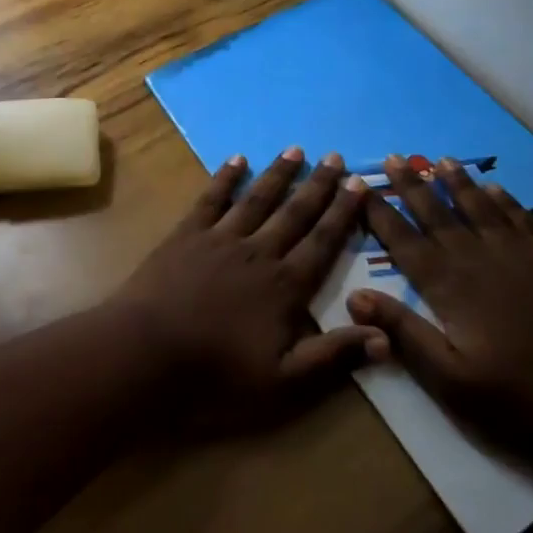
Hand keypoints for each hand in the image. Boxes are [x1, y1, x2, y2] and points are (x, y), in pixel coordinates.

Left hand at [114, 148, 386, 417]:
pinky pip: (211, 199)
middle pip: (295, 213)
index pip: (323, 242)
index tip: (359, 184)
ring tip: (296, 150)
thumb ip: (334, 357)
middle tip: (336, 157)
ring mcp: (220, 239)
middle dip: (318, 185)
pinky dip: (225, 178)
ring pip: (257, 199)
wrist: (146, 354)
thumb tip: (386, 335)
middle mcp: (258, 252)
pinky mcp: (186, 234)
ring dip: (278, 174)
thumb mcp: (284, 383)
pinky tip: (237, 159)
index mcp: (285, 286)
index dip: (343, 213)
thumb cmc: (217, 376)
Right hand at [347, 154, 532, 452]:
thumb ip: (403, 333)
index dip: (380, 213)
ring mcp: (519, 256)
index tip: (361, 187)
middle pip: (437, 214)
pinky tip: (496, 189)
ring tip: (440, 160)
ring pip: (480, 208)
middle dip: (411, 186)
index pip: (403, 241)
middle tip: (393, 157)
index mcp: (448, 286)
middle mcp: (478, 259)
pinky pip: (522, 219)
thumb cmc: (523, 401)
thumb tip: (353, 296)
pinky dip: (505, 200)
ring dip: (457, 183)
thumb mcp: (451, 381)